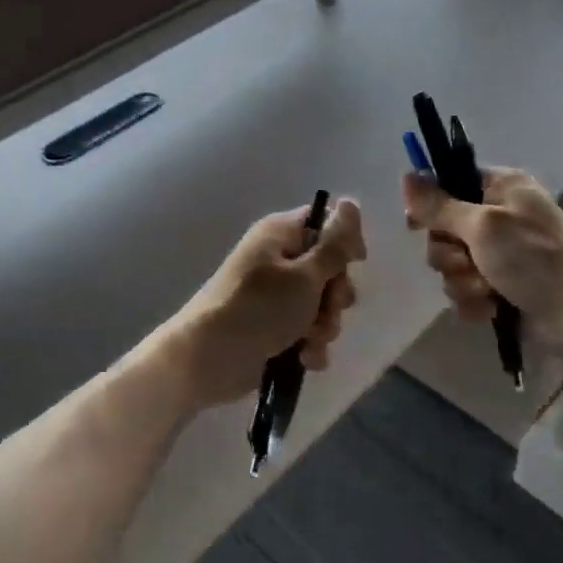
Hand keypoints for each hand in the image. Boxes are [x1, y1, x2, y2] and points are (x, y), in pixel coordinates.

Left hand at [168, 199, 366, 407]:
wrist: (207, 360)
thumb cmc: (258, 309)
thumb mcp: (305, 275)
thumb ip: (334, 244)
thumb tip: (351, 202)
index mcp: (280, 235)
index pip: (325, 223)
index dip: (344, 242)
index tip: (355, 262)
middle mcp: (278, 260)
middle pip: (328, 268)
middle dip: (336, 295)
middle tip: (328, 308)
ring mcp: (276, 296)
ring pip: (321, 304)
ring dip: (324, 325)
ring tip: (310, 339)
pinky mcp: (274, 328)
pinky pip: (307, 331)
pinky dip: (310, 345)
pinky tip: (305, 358)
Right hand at [402, 169, 562, 364]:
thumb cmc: (535, 259)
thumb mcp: (484, 225)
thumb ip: (439, 205)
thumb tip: (406, 176)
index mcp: (501, 189)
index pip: (450, 182)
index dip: (431, 203)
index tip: (417, 223)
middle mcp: (498, 218)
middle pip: (443, 230)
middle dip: (450, 254)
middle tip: (470, 262)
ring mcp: (499, 256)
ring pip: (451, 265)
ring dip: (463, 282)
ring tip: (489, 290)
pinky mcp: (499, 288)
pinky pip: (464, 291)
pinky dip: (474, 302)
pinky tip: (491, 308)